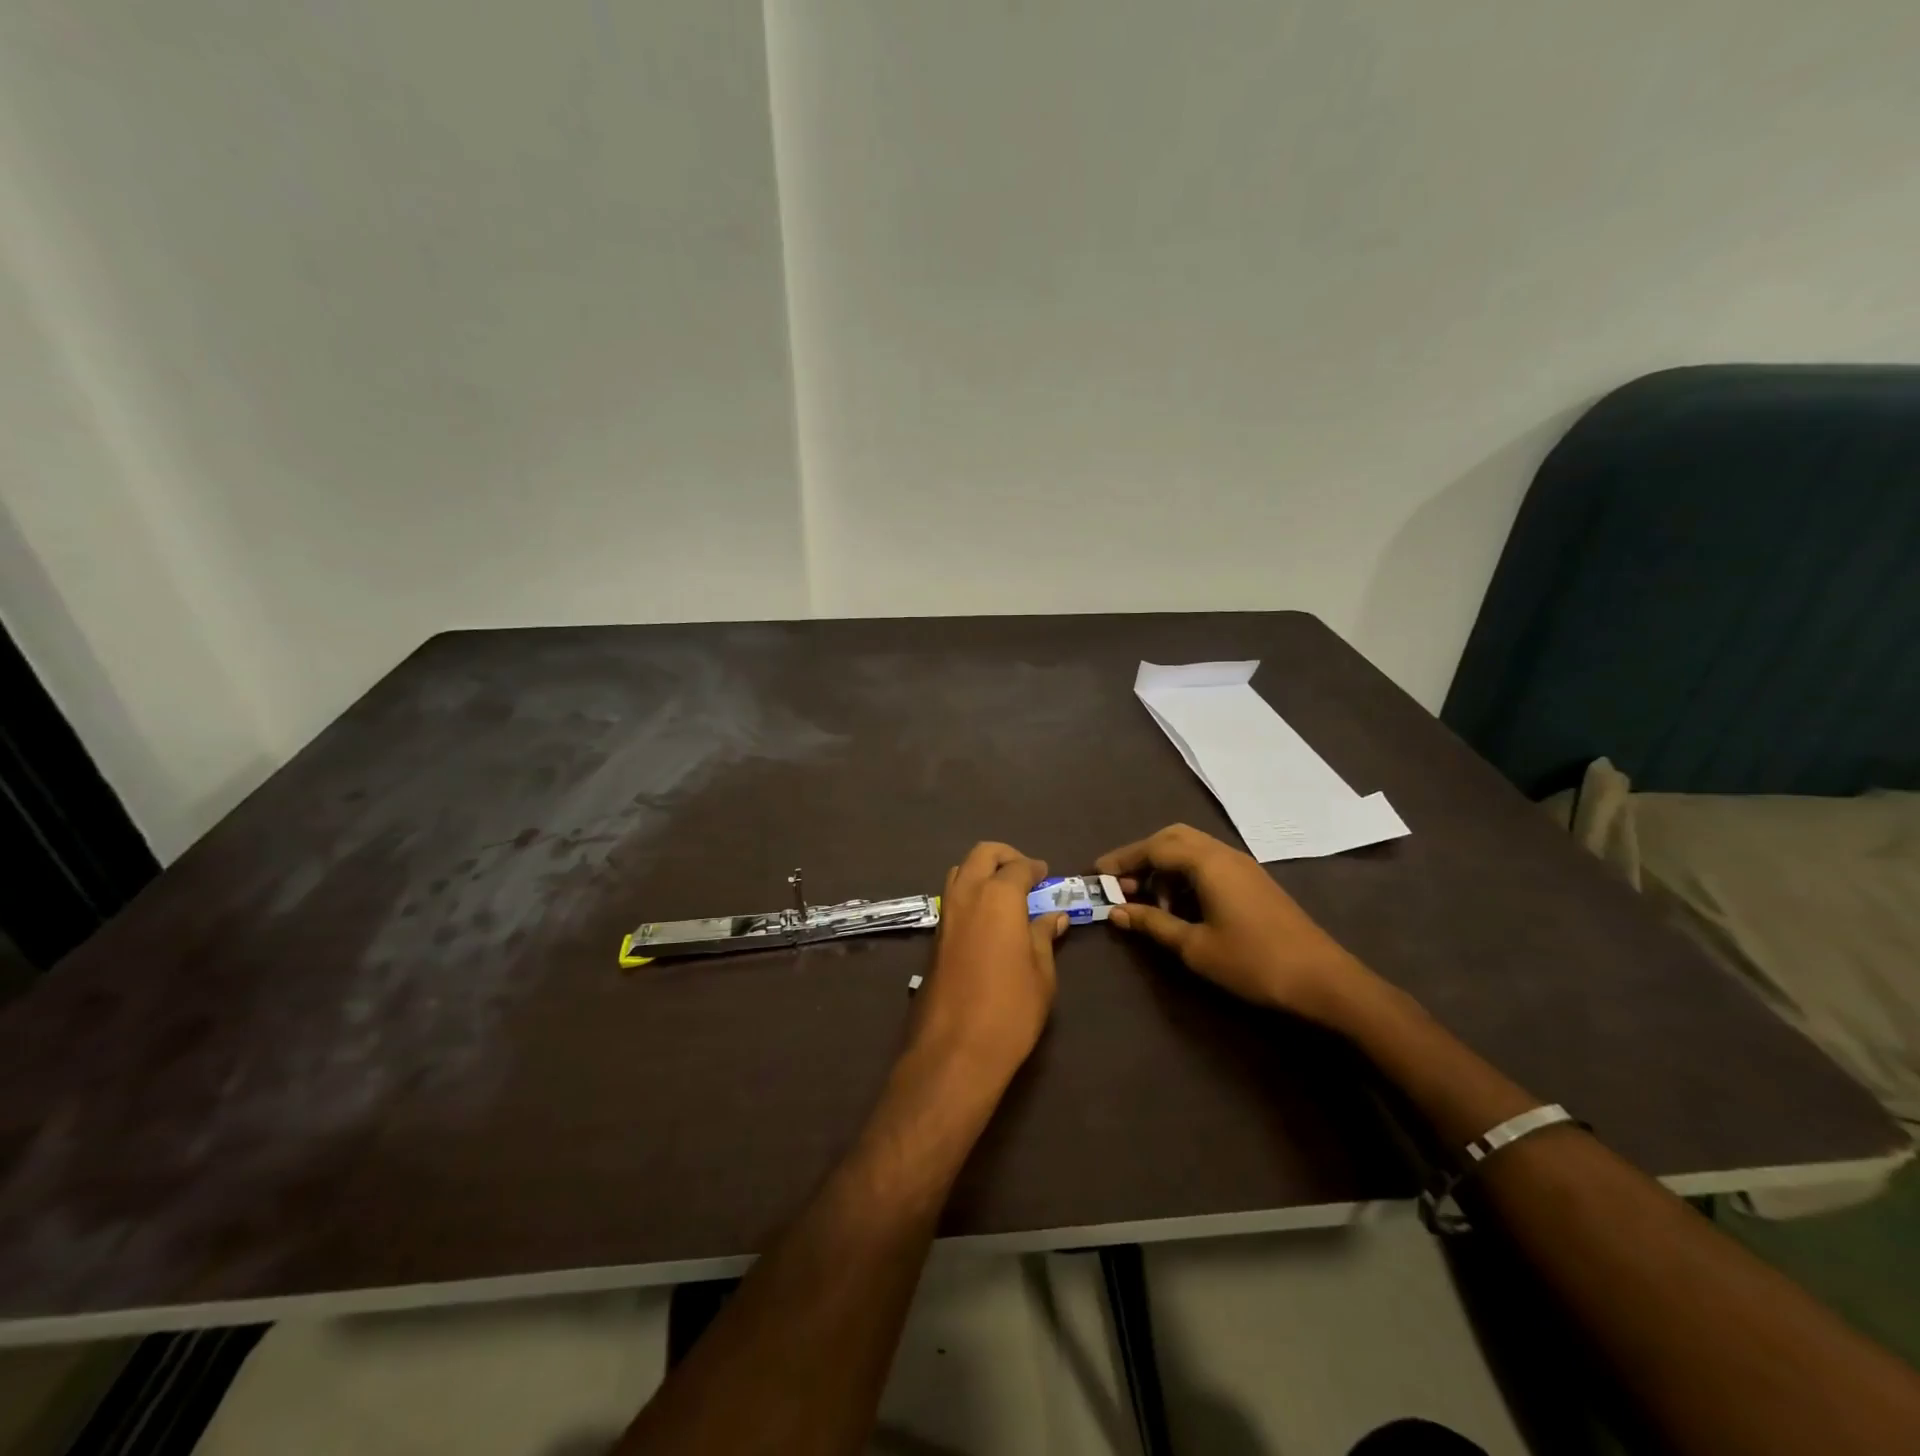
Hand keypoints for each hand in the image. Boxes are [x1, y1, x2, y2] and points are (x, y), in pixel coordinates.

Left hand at [908, 842, 1066, 1091]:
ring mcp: (945, 915)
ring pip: (960, 872)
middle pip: (982, 855)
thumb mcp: (1041, 973)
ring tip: (1005, 894)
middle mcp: (967, 895)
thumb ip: (1044, 937)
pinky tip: (987, 919)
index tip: (1046, 875)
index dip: (1035, 868)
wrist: (954, 1049)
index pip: (1018, 867)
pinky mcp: (934, 937)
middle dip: (1005, 856)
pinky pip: (952, 898)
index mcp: (998, 897)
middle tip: (1025, 874)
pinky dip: (969, 893)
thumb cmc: (1010, 1009)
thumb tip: (1054, 917)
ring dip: (981, 871)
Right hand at [1096, 824, 1375, 1023]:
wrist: (1324, 980)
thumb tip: (1116, 911)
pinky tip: (1181, 906)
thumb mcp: (1195, 946)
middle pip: (1173, 838)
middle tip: (1122, 884)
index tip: (1096, 875)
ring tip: (1149, 901)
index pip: (1154, 847)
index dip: (1122, 860)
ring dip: (1165, 867)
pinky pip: (1209, 863)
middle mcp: (1224, 854)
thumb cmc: (1253, 962)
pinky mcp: (1253, 881)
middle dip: (1143, 856)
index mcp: (1208, 863)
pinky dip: (1185, 875)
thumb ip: (1153, 923)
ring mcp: (1242, 866)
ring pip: (1192, 849)